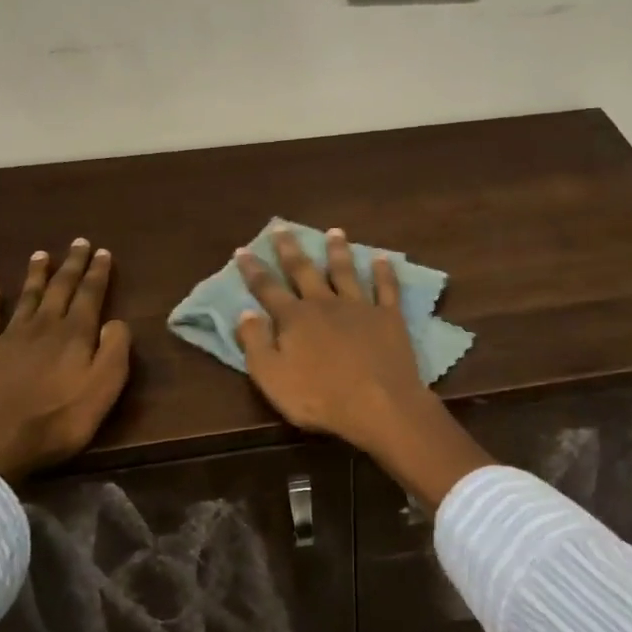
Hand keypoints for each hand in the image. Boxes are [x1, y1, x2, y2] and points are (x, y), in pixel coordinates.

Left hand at [0, 240, 131, 483]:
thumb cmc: (57, 421)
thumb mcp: (103, 390)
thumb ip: (115, 351)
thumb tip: (117, 321)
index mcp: (75, 335)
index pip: (90, 295)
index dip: (98, 273)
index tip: (103, 251)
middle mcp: (42, 327)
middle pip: (60, 289)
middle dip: (72, 265)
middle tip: (78, 242)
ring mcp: (8, 340)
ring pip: (26, 298)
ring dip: (36, 276)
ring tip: (41, 255)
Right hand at [235, 227, 488, 506]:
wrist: (379, 405)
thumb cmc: (319, 398)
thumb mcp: (272, 378)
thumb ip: (255, 344)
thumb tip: (244, 313)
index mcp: (294, 318)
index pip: (267, 288)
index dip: (253, 270)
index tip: (243, 250)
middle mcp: (325, 303)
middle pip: (304, 270)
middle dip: (291, 248)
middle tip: (282, 226)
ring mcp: (360, 307)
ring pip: (346, 271)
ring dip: (338, 250)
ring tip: (335, 231)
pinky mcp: (389, 317)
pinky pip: (386, 288)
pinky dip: (384, 271)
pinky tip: (383, 258)